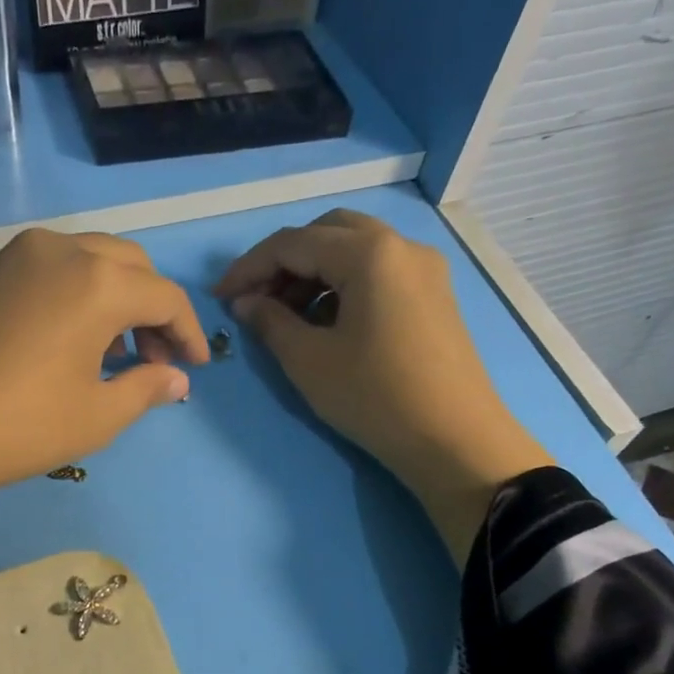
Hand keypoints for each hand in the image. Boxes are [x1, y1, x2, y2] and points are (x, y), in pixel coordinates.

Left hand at [0, 229, 207, 545]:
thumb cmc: (19, 425)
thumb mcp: (95, 416)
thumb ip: (145, 389)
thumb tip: (176, 379)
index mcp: (97, 282)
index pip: (165, 296)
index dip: (189, 332)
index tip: (197, 367)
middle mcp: (60, 251)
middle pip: (129, 265)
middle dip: (153, 308)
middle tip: (155, 359)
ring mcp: (15, 256)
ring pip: (87, 260)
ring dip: (114, 297)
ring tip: (114, 351)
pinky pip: (49, 270)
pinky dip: (75, 294)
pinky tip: (68, 339)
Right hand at [216, 209, 550, 555]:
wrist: (453, 439)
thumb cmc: (374, 397)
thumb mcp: (309, 362)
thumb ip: (271, 323)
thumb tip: (246, 303)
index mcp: (369, 253)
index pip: (293, 243)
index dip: (249, 267)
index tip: (220, 296)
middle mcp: (401, 245)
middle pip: (328, 233)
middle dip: (285, 262)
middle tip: (257, 301)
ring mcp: (424, 269)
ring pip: (355, 250)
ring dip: (314, 273)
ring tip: (287, 317)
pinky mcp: (434, 295)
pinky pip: (379, 272)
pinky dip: (344, 285)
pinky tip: (328, 323)